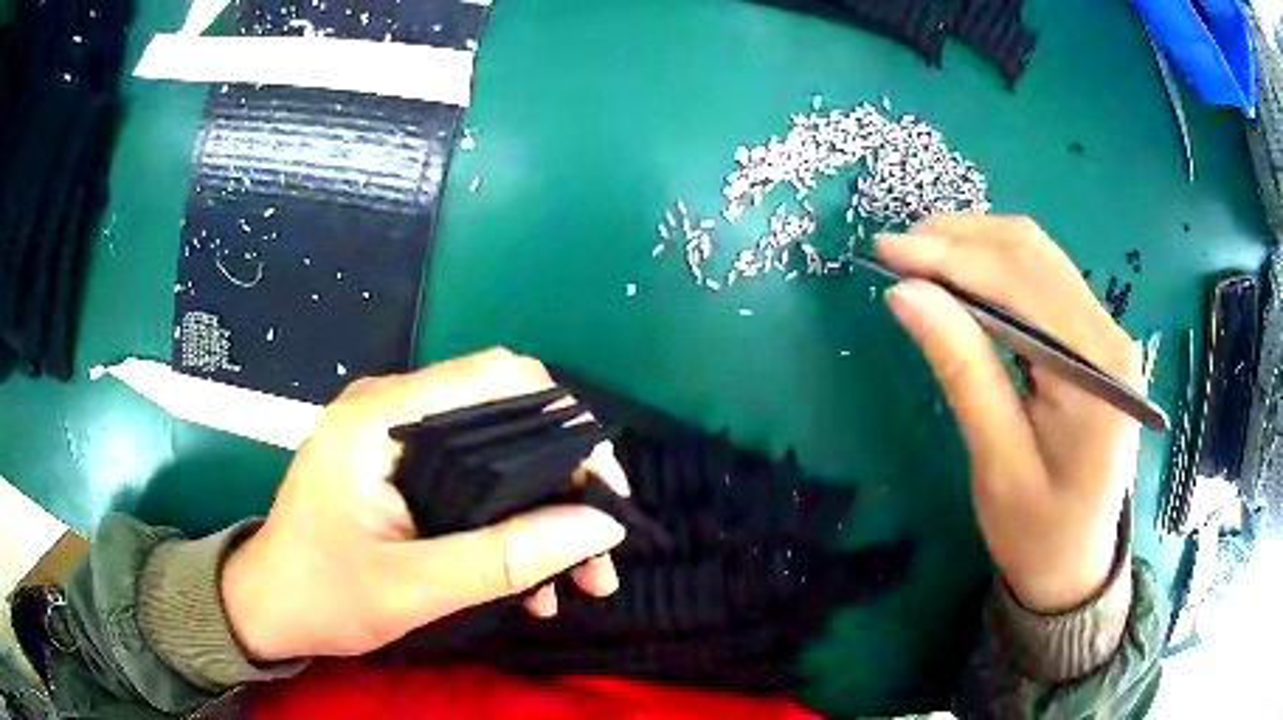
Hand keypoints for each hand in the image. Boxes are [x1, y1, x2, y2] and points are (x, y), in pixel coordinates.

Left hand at [221, 348, 630, 661]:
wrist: (269, 607)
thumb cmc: (323, 596)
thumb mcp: (412, 588)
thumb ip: (504, 559)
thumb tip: (599, 526)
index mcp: (381, 418)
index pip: (497, 378)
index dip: (564, 424)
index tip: (603, 491)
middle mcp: (391, 409)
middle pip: (505, 416)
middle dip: (564, 482)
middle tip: (597, 548)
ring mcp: (394, 437)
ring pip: (496, 453)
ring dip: (544, 511)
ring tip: (579, 577)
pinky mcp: (397, 467)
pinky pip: (472, 477)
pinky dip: (509, 521)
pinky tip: (531, 579)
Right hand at [876, 215, 1140, 613]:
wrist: (1078, 566)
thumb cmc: (1037, 533)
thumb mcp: (996, 462)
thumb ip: (961, 370)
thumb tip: (906, 293)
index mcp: (1095, 369)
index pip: (1020, 281)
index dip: (951, 256)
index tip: (887, 250)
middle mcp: (1109, 334)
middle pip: (1032, 254)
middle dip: (959, 240)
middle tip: (895, 249)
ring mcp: (1106, 333)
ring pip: (1037, 258)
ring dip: (976, 246)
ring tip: (920, 256)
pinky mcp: (1095, 340)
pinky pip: (1044, 281)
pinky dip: (996, 268)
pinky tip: (962, 277)